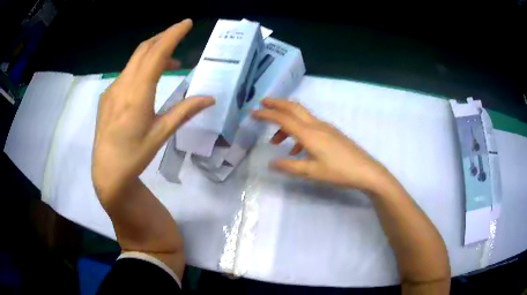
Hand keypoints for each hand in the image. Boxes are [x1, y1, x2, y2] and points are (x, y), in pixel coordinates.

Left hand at [92, 19, 213, 203]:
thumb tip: (210, 98)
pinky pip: (125, 74)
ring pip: (133, 61)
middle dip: (162, 38)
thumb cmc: (134, 155)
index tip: (186, 23)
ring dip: (152, 54)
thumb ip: (184, 111)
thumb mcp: (161, 134)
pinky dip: (140, 68)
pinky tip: (147, 81)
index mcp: (137, 94)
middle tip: (179, 34)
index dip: (172, 35)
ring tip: (170, 63)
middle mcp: (122, 86)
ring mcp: (111, 90)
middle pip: (143, 50)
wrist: (107, 171)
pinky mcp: (106, 97)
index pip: (156, 54)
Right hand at [252, 98, 388, 191]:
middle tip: (262, 104)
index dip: (267, 114)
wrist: (365, 170)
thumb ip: (290, 166)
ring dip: (286, 123)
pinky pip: (310, 126)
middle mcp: (316, 125)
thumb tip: (271, 163)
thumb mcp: (312, 172)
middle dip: (277, 104)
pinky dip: (298, 132)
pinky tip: (297, 150)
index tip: (253, 112)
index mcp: (309, 134)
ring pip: (301, 117)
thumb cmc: (338, 172)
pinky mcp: (331, 132)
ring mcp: (325, 127)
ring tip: (276, 141)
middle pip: (293, 107)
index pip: (284, 118)